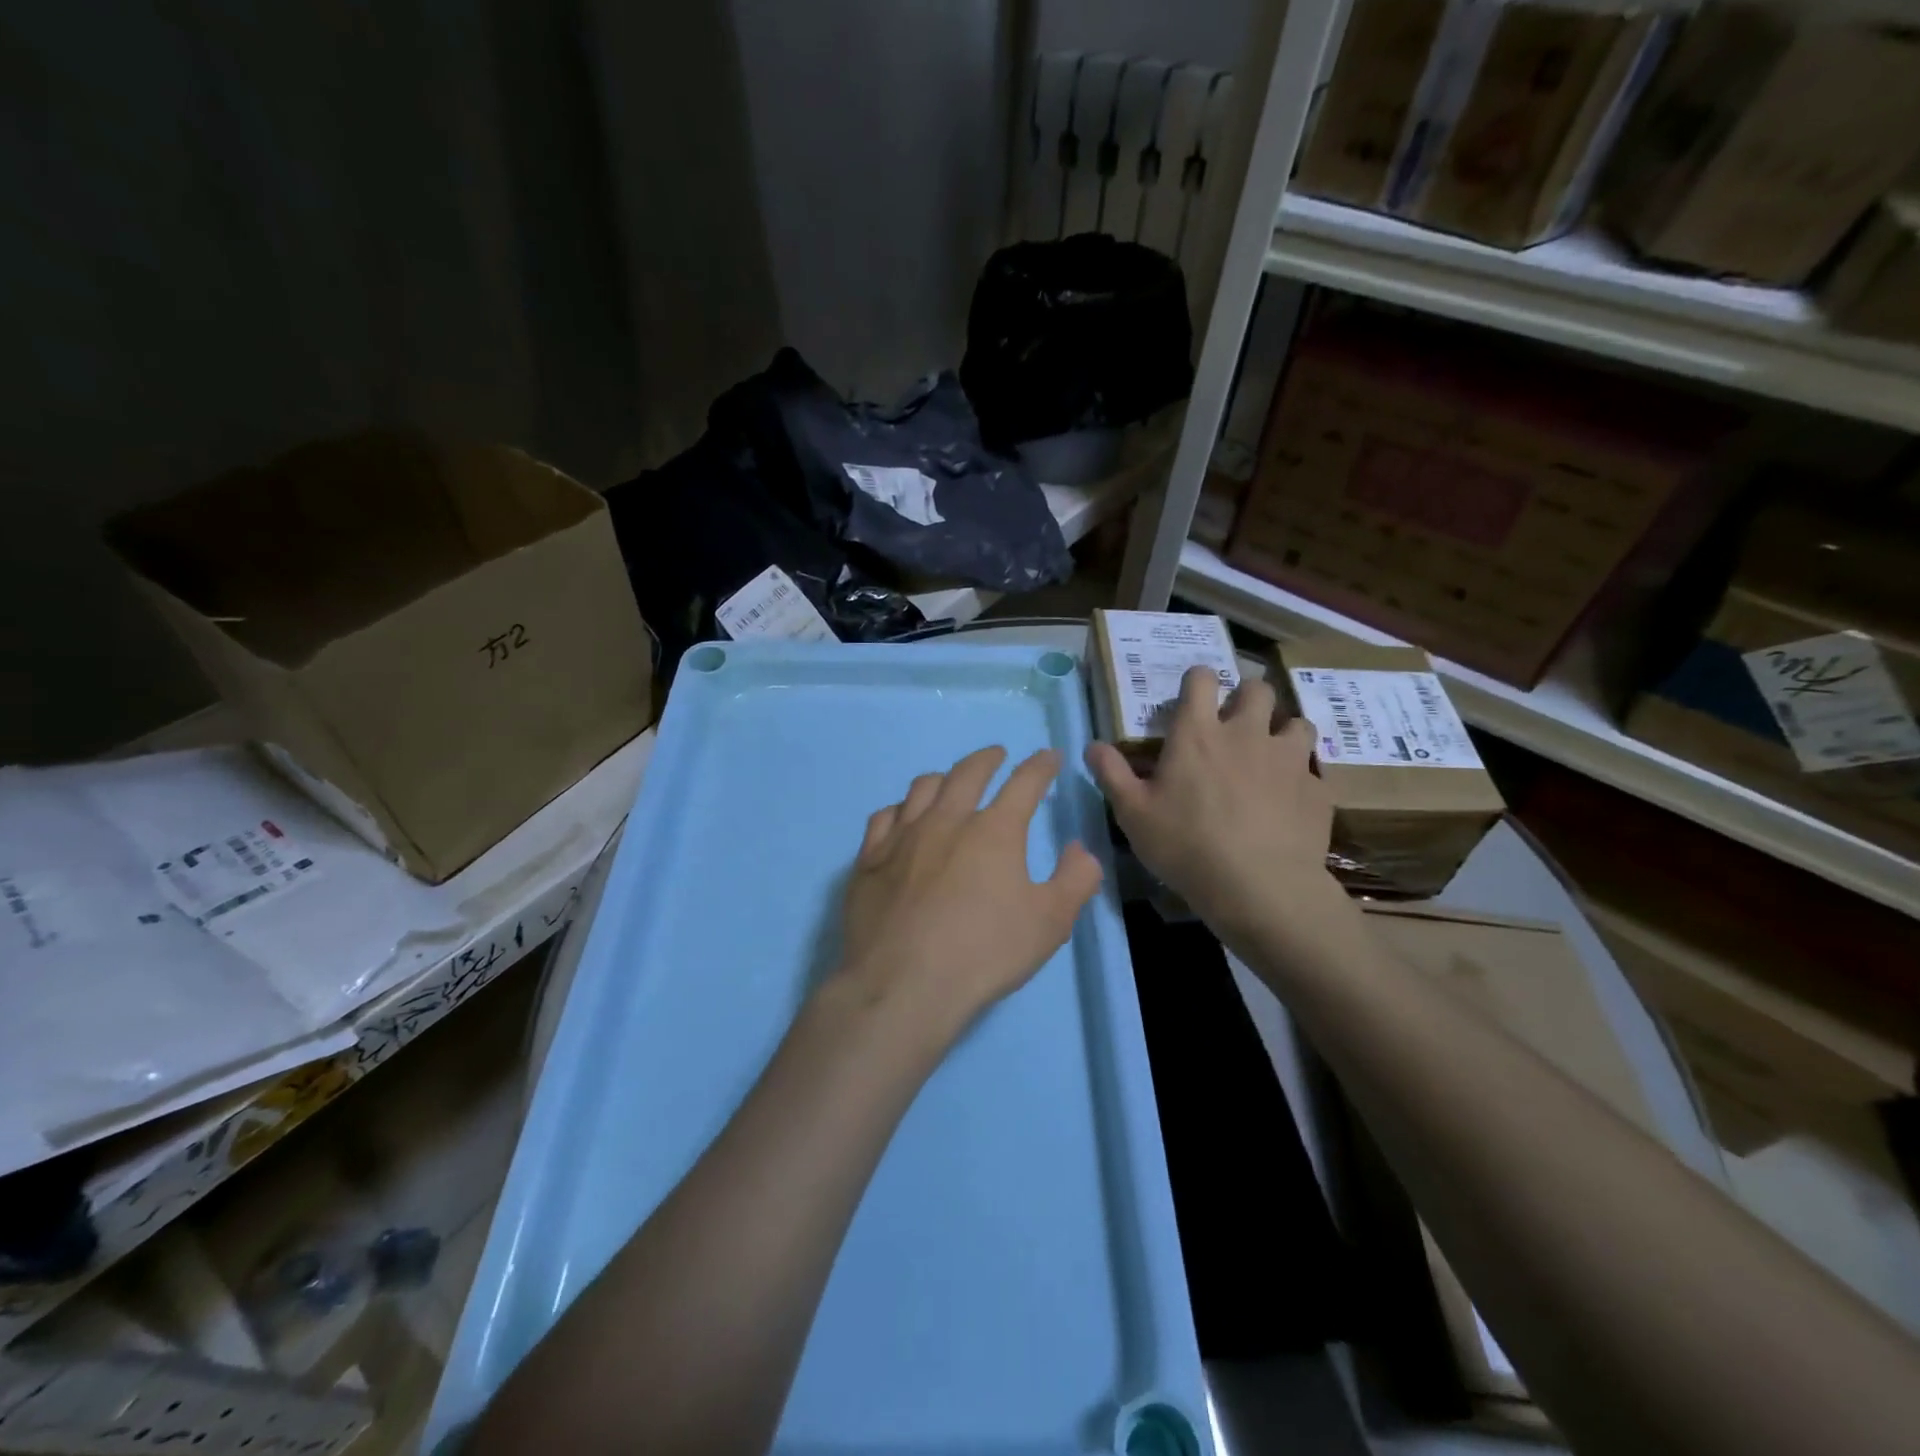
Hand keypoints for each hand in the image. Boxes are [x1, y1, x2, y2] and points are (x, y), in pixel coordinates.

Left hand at [831, 746, 1103, 1047]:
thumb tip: (1080, 848)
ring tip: (950, 782)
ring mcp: (903, 837)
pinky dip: (901, 809)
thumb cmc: (984, 953)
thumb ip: (1075, 880)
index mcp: (994, 831)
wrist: (903, 985)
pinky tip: (903, 817)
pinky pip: (884, 817)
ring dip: (943, 778)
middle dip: (987, 758)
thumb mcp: (1050, 923)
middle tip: (996, 755)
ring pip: (922, 787)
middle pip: (968, 773)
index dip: (1040, 766)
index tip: (1049, 756)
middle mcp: (947, 820)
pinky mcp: (870, 859)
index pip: (1024, 783)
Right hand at [1087, 665, 1351, 956]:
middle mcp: (1246, 733)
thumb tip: (1092, 745)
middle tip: (1236, 723)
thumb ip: (1111, 774)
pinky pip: (1313, 771)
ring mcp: (1288, 759)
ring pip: (1297, 723)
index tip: (1193, 696)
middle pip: (1258, 688)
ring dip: (1283, 732)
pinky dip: (1301, 778)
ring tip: (1272, 756)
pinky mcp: (1316, 789)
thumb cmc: (1185, 845)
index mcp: (1198, 733)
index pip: (1201, 679)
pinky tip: (1290, 802)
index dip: (1198, 679)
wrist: (1259, 887)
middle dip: (1247, 697)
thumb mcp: (1133, 814)